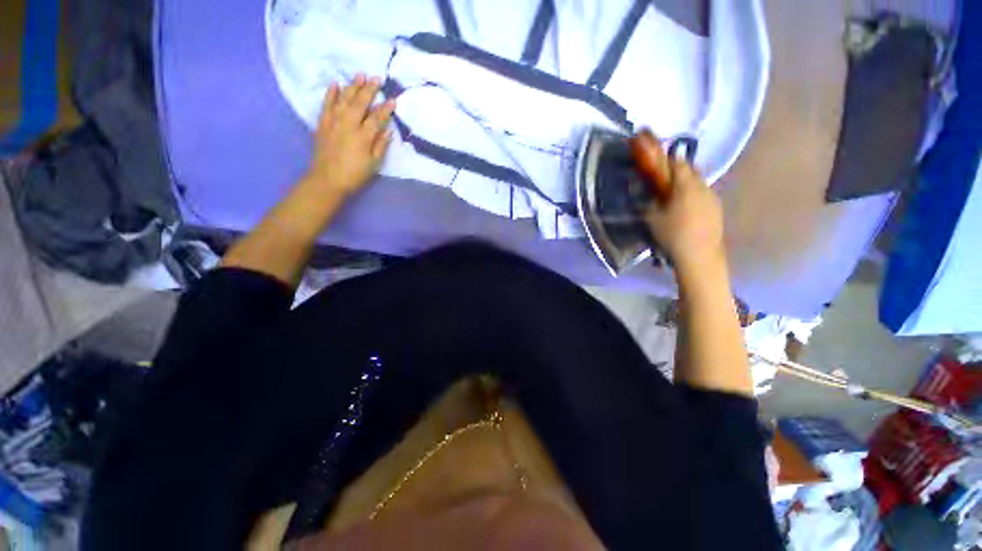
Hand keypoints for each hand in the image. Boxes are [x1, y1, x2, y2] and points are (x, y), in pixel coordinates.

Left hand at [303, 75, 395, 196]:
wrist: (327, 180)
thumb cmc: (354, 174)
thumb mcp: (374, 164)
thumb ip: (381, 146)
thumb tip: (388, 130)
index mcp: (363, 136)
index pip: (376, 118)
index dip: (385, 108)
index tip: (393, 100)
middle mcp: (348, 124)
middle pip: (360, 103)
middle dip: (369, 90)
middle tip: (377, 78)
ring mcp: (333, 122)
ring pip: (343, 99)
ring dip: (352, 86)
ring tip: (359, 75)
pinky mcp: (322, 123)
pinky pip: (326, 104)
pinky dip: (331, 93)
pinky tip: (335, 84)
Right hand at [634, 132, 725, 273]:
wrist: (700, 256)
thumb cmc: (672, 235)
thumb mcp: (652, 218)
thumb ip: (651, 200)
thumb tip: (647, 191)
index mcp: (684, 186)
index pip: (674, 161)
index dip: (662, 152)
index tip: (652, 144)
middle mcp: (701, 186)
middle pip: (688, 167)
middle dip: (674, 164)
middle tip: (661, 169)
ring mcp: (712, 197)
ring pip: (697, 180)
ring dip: (684, 178)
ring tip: (672, 188)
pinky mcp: (716, 208)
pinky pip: (702, 192)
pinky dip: (692, 191)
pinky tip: (685, 204)